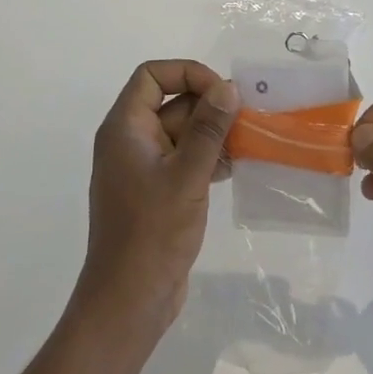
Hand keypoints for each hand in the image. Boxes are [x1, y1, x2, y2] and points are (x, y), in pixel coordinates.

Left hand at [75, 61, 239, 338]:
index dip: (188, 73)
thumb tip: (227, 88)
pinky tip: (234, 168)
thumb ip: (208, 129)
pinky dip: (207, 157)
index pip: (152, 76)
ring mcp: (142, 167)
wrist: (129, 300)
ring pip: (181, 131)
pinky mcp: (155, 190)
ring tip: (247, 143)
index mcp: (125, 127)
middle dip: (209, 107)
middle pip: (171, 102)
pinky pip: (183, 158)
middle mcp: (129, 140)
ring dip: (212, 133)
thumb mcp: (186, 176)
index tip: (222, 92)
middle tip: (247, 118)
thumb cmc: (152, 232)